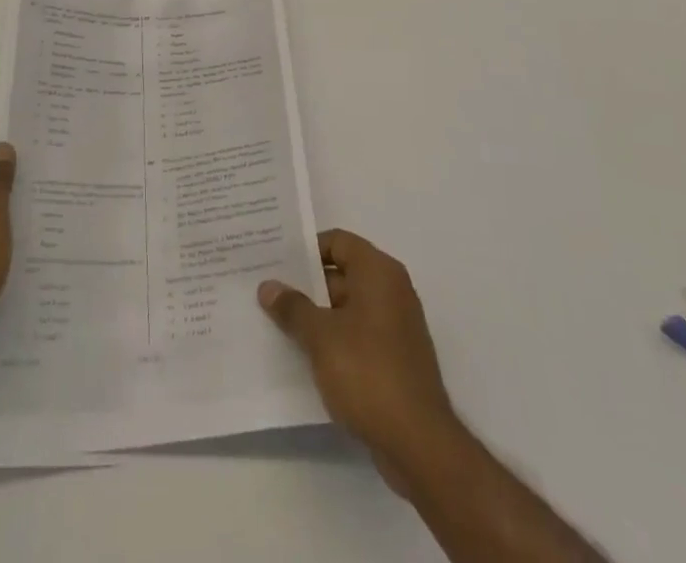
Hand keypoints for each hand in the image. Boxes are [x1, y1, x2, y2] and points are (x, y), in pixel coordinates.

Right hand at [259, 229, 457, 489]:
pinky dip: (333, 338)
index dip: (306, 249)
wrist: (418, 444)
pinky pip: (357, 334)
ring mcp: (395, 326)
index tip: (275, 260)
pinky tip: (303, 354)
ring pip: (347, 307)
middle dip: (306, 283)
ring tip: (277, 321)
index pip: (337, 242)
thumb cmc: (368, 373)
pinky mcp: (394, 358)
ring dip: (316, 314)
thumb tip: (268, 286)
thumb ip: (293, 307)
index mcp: (379, 272)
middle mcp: (391, 290)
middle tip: (268, 290)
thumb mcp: (321, 337)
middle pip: (342, 273)